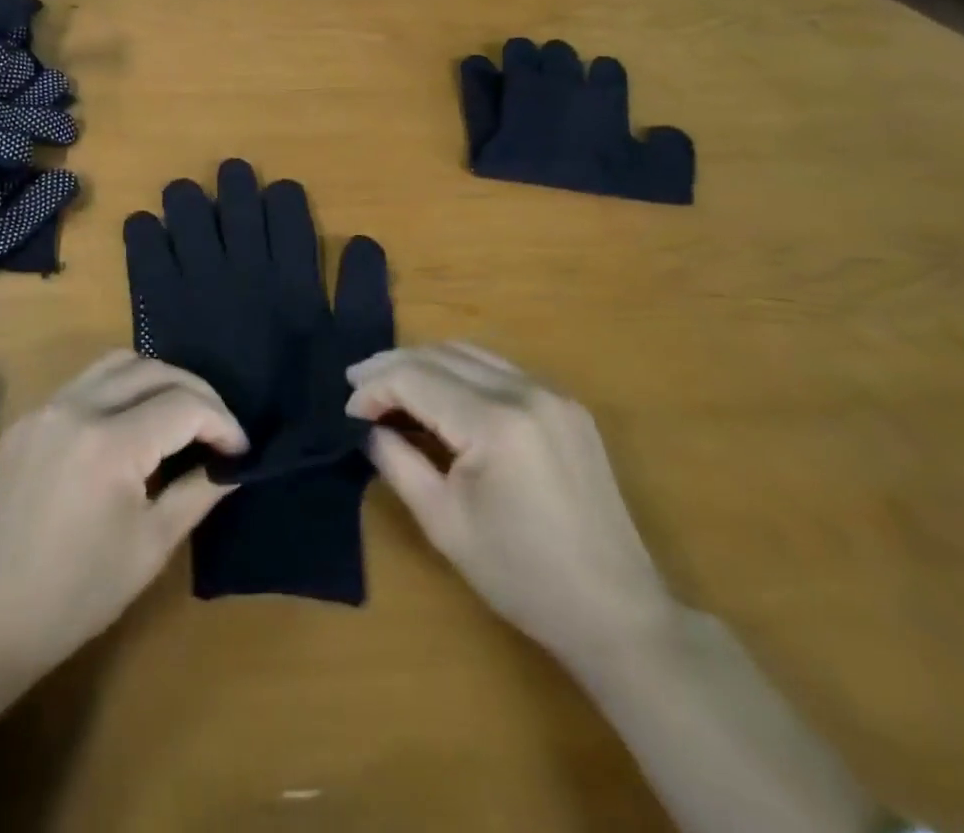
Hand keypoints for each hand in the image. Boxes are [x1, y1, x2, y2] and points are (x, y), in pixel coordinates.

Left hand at [0, 350, 245, 682]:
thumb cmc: (75, 596)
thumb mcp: (150, 547)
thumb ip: (197, 492)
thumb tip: (232, 465)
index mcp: (110, 443)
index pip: (184, 406)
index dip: (222, 423)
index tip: (240, 450)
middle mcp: (76, 408)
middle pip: (153, 370)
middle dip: (196, 392)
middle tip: (218, 427)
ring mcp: (46, 408)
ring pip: (116, 363)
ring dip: (156, 378)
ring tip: (179, 413)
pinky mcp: (27, 419)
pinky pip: (84, 381)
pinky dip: (119, 387)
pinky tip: (131, 421)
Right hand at [345, 344, 676, 667]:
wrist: (616, 611)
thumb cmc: (521, 577)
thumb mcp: (443, 523)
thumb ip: (397, 462)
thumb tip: (367, 427)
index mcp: (496, 422)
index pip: (415, 379)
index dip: (374, 388)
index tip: (347, 411)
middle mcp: (526, 390)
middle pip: (441, 355)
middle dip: (393, 365)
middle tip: (356, 383)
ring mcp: (553, 393)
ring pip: (471, 352)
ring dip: (426, 362)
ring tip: (391, 383)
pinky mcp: (567, 405)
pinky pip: (501, 368)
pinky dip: (461, 371)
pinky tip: (442, 392)